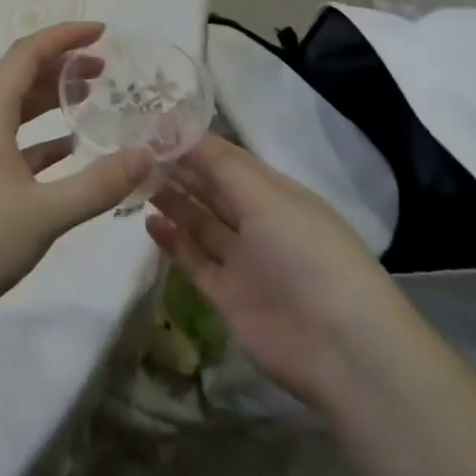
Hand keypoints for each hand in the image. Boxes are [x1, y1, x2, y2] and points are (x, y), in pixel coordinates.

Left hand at [0, 22, 152, 323]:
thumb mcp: (44, 214)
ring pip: (15, 113)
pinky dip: (41, 142)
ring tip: (91, 104)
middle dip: (63, 68)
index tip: (102, 33)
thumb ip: (98, 185)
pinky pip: (11, 146)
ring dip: (51, 103)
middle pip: (20, 79)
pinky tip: (68, 155)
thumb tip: (147, 154)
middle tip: (105, 71)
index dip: (64, 37)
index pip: (26, 54)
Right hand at [148, 133, 392, 408]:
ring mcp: (243, 260)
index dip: (191, 143)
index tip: (150, 127)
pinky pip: (194, 260)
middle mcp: (259, 221)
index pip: (227, 159)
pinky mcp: (227, 295)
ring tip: (135, 180)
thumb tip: (176, 127)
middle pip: (211, 188)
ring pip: (200, 221)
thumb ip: (219, 165)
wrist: (341, 349)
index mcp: (276, 193)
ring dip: (172, 200)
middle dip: (177, 168)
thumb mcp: (267, 198)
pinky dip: (173, 241)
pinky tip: (149, 222)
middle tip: (134, 150)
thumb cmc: (307, 254)